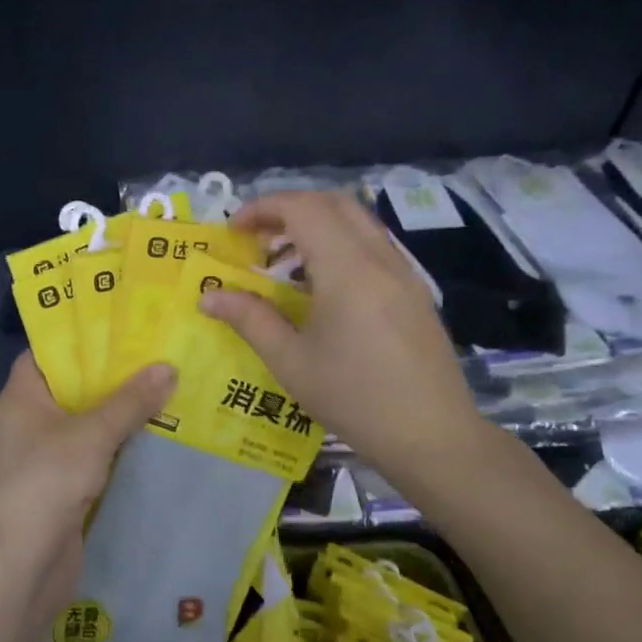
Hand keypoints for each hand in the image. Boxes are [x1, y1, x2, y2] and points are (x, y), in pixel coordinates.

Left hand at [0, 354, 174, 622]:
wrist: (21, 563)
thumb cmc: (46, 480)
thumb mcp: (92, 434)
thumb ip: (130, 401)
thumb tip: (168, 367)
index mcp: (24, 394)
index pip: (48, 351)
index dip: (81, 336)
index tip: (121, 324)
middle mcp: (32, 419)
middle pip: (75, 385)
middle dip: (114, 374)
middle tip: (158, 352)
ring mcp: (48, 454)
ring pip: (90, 421)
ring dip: (123, 411)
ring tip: (169, 385)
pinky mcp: (65, 484)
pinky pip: (97, 453)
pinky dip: (122, 444)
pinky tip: (160, 433)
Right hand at [200, 191, 491, 476]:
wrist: (433, 437)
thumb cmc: (355, 398)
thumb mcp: (291, 361)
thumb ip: (249, 319)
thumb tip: (208, 296)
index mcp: (347, 269)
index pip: (302, 208)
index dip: (263, 207)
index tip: (234, 230)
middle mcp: (379, 258)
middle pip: (333, 203)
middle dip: (289, 208)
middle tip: (257, 238)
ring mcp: (403, 273)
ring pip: (357, 222)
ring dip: (316, 225)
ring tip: (284, 262)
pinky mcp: (414, 292)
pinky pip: (373, 246)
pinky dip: (340, 245)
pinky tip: (321, 288)